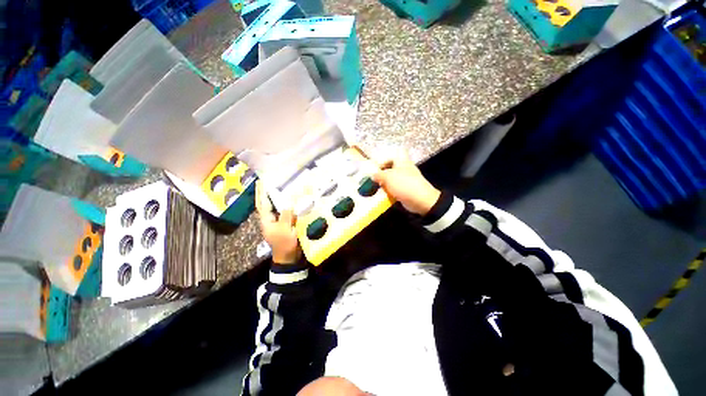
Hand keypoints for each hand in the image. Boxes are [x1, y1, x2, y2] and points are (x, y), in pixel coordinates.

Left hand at [256, 181, 300, 263]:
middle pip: (270, 204)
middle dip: (272, 193)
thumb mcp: (284, 229)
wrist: (289, 257)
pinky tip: (297, 201)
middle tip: (277, 181)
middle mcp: (271, 219)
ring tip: (287, 188)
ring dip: (283, 199)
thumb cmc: (284, 244)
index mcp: (266, 220)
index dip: (261, 192)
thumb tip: (289, 202)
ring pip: (280, 208)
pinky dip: (291, 206)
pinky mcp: (287, 224)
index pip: (262, 203)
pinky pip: (288, 212)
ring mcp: (279, 222)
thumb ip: (286, 215)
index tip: (261, 181)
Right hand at [372, 152, 440, 215]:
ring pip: (392, 180)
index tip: (375, 169)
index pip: (391, 157)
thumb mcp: (387, 177)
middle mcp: (404, 168)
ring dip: (384, 184)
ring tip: (377, 189)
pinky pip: (395, 188)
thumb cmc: (403, 184)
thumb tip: (373, 175)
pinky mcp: (406, 189)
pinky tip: (384, 195)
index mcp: (401, 161)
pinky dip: (389, 191)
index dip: (382, 162)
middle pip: (390, 169)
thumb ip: (378, 175)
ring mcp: (406, 180)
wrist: (420, 200)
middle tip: (374, 180)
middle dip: (381, 175)